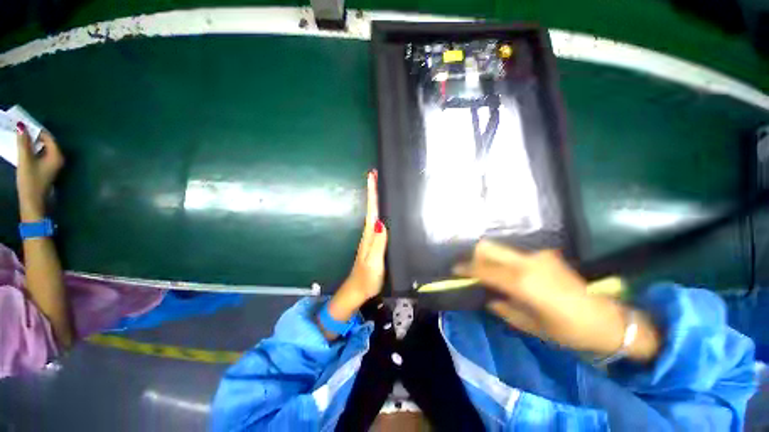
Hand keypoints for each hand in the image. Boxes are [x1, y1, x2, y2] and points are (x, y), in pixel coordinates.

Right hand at [16, 124, 63, 221]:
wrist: (33, 202)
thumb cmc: (30, 181)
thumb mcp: (25, 159)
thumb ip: (24, 142)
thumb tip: (22, 126)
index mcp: (57, 155)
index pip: (48, 137)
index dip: (37, 130)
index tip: (25, 124)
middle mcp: (58, 159)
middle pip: (46, 142)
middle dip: (34, 135)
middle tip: (22, 129)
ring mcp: (53, 165)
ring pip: (43, 148)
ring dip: (33, 142)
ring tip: (21, 136)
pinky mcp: (47, 169)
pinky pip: (41, 155)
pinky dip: (33, 150)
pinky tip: (24, 148)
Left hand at [325, 170, 387, 324]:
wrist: (358, 290)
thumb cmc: (366, 278)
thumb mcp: (373, 262)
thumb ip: (378, 244)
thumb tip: (381, 222)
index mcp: (369, 235)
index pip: (371, 210)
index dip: (372, 193)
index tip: (372, 176)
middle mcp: (369, 233)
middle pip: (372, 208)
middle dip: (373, 191)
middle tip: (376, 175)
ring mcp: (371, 238)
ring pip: (374, 213)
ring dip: (375, 199)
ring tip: (380, 186)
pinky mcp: (374, 243)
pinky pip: (377, 222)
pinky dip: (379, 211)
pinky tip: (384, 210)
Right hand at [455, 240, 660, 361]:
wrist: (609, 320)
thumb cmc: (568, 330)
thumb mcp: (531, 326)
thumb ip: (504, 308)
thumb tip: (489, 297)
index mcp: (521, 282)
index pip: (483, 269)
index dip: (466, 268)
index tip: (454, 269)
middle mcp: (526, 263)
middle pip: (489, 247)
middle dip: (475, 255)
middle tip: (471, 268)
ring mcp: (537, 256)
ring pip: (502, 249)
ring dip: (491, 258)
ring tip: (490, 273)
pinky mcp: (546, 255)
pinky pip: (517, 255)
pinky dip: (507, 262)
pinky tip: (513, 276)